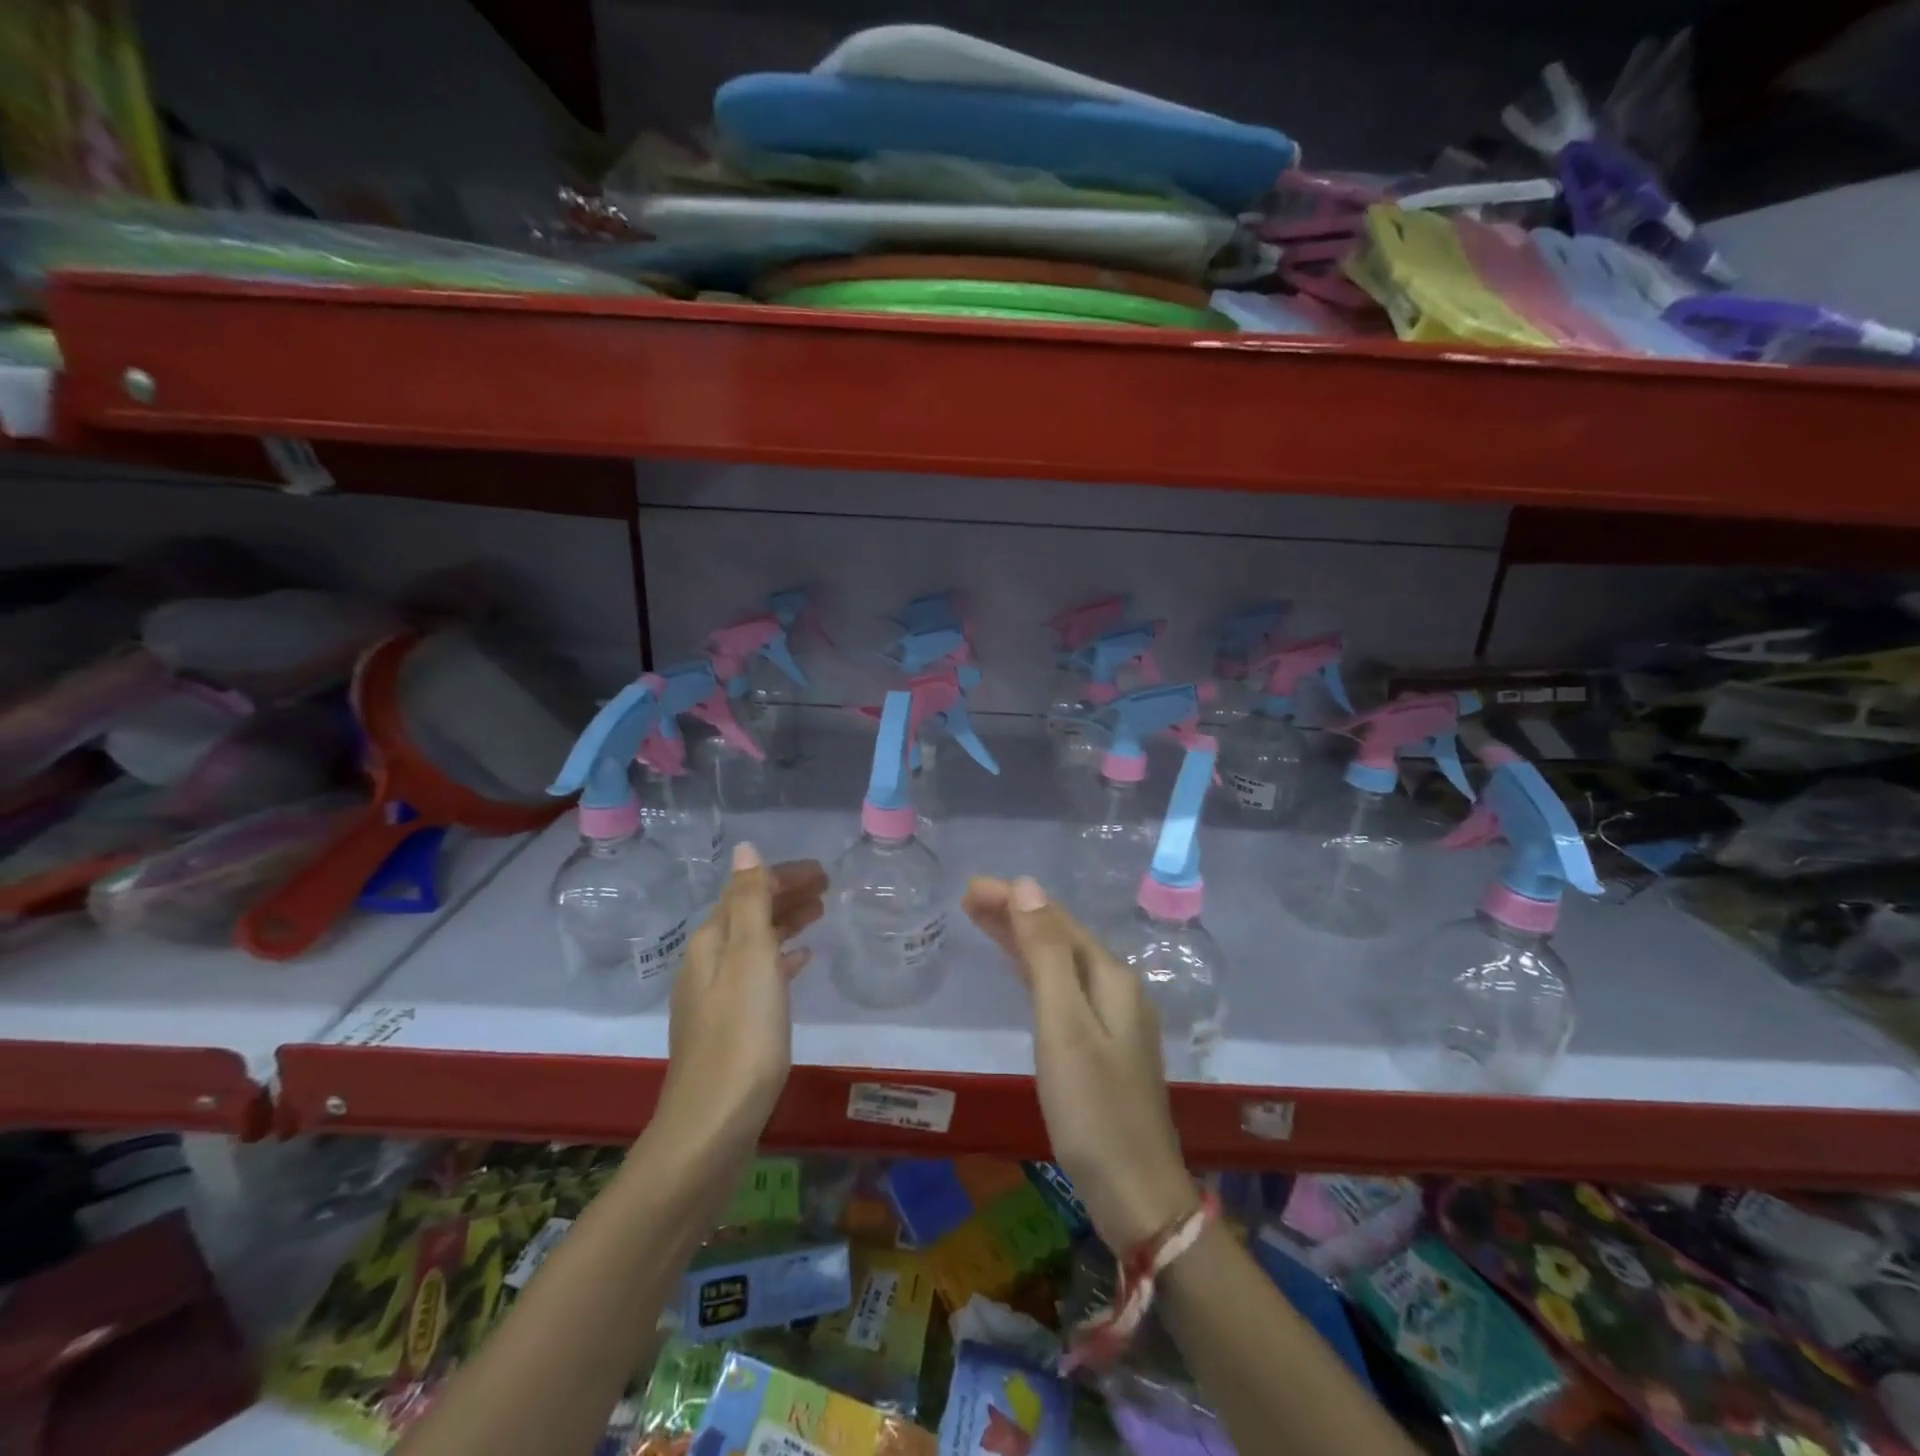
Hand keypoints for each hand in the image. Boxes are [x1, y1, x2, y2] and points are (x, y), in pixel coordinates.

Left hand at [656, 843, 826, 1155]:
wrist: (713, 1124)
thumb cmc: (741, 1034)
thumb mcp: (750, 958)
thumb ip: (749, 902)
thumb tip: (744, 848)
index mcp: (711, 942)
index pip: (747, 890)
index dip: (782, 876)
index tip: (823, 871)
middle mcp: (707, 963)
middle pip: (748, 914)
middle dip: (785, 895)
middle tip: (828, 886)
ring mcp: (716, 997)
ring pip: (755, 944)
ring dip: (785, 924)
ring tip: (819, 914)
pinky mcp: (729, 1026)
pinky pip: (759, 975)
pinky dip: (781, 960)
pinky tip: (801, 963)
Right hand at [963, 875, 1197, 1250]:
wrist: (1137, 1196)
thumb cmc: (1094, 1109)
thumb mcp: (1064, 1025)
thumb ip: (1045, 954)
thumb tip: (1028, 887)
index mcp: (1110, 978)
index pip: (1056, 921)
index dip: (1015, 900)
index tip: (971, 888)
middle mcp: (1116, 990)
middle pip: (1060, 938)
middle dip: (1016, 915)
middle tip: (969, 900)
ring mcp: (1112, 1021)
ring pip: (1060, 964)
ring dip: (1023, 941)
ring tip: (983, 922)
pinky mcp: (1102, 1049)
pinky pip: (1062, 992)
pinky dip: (1034, 973)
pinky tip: (1022, 974)